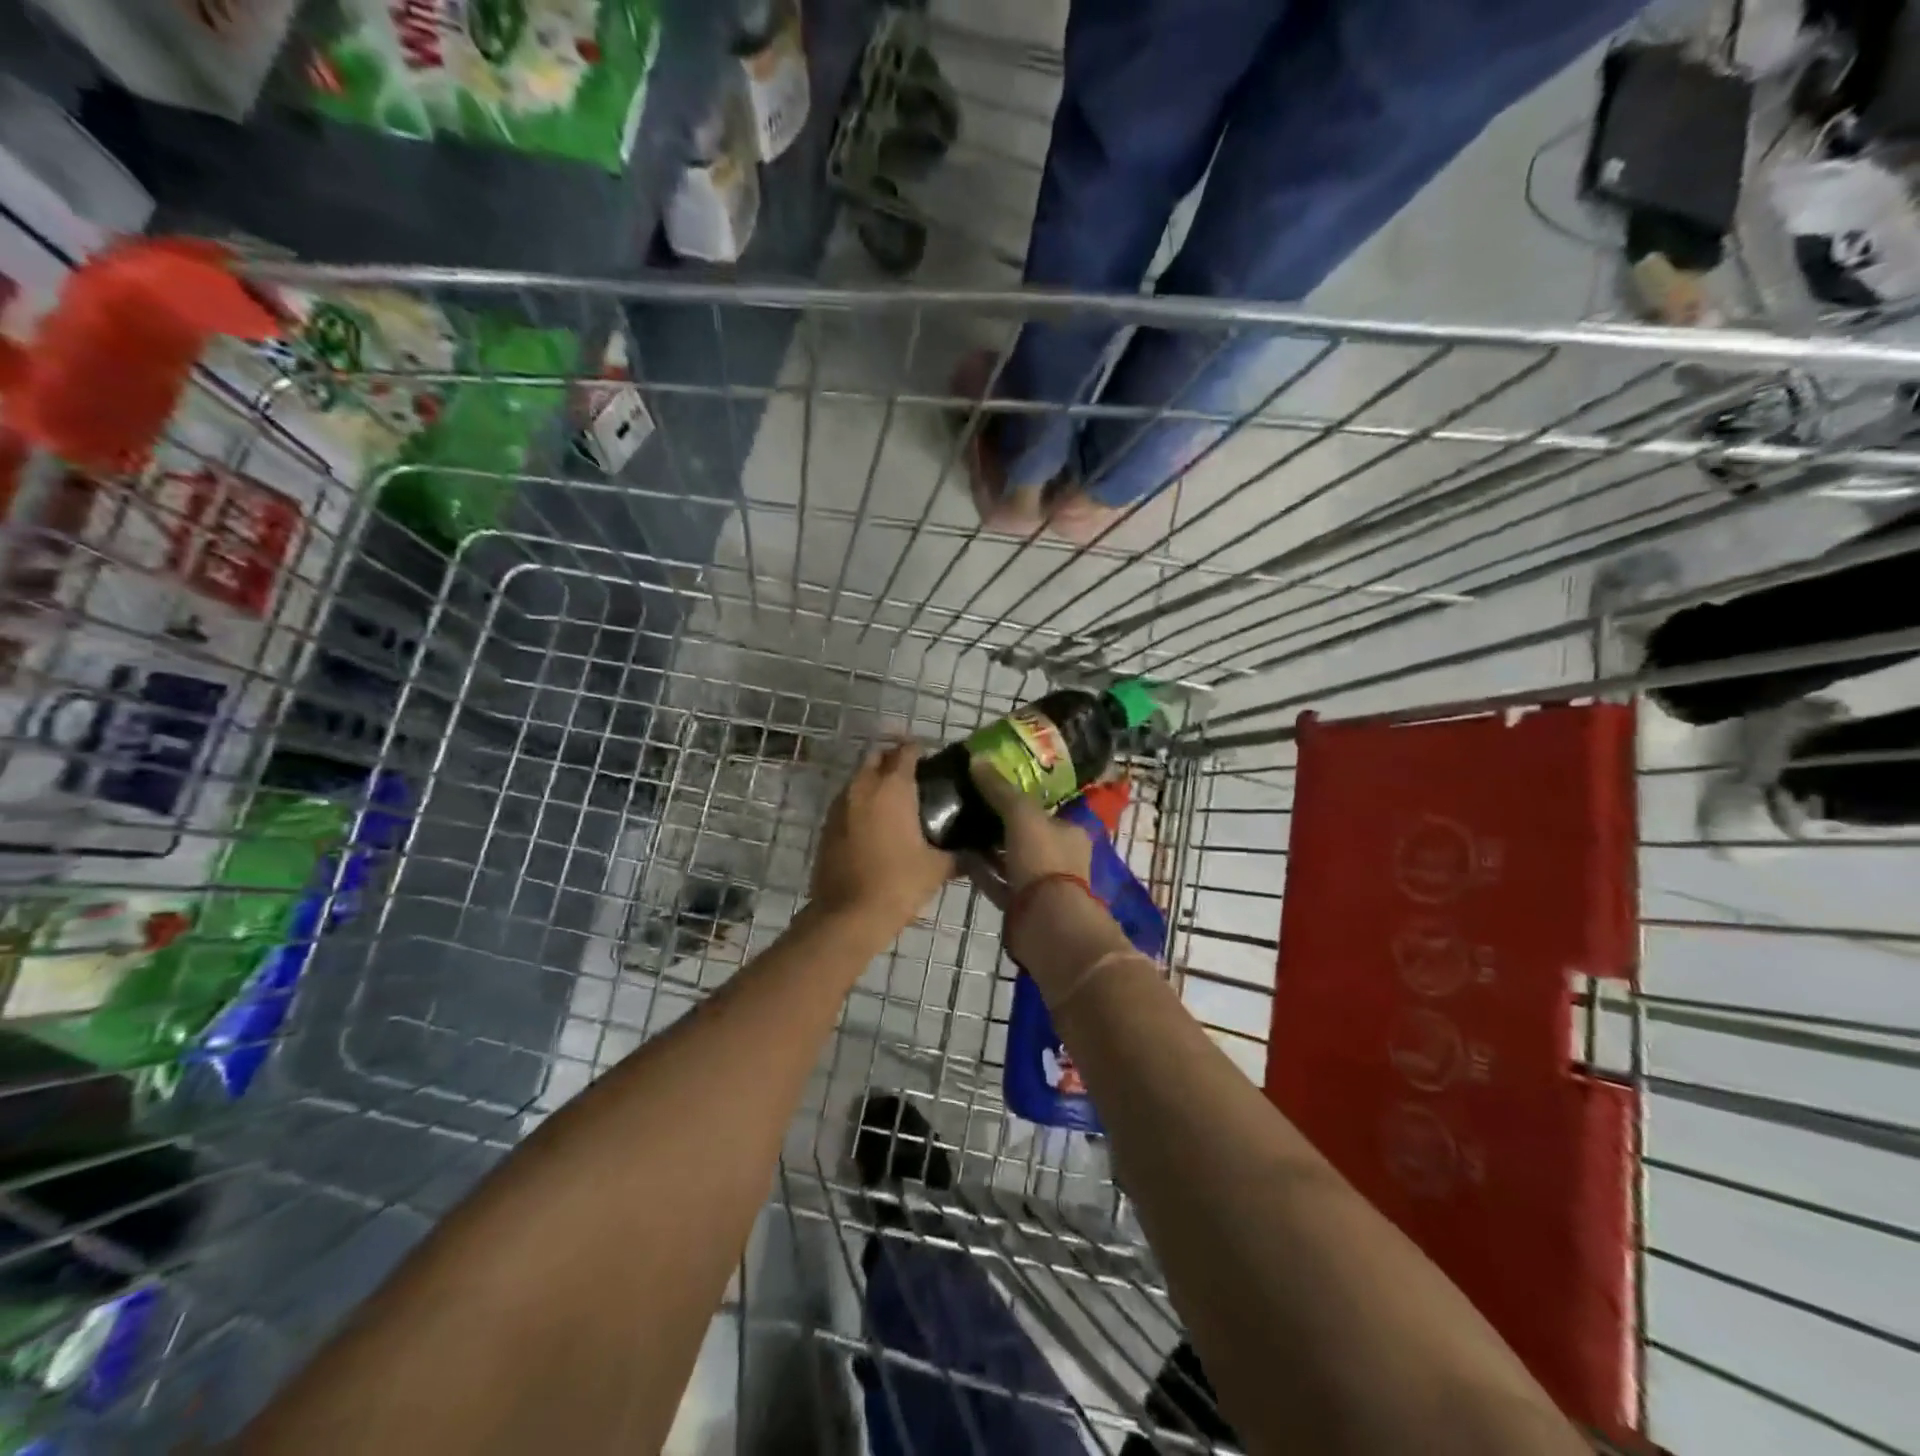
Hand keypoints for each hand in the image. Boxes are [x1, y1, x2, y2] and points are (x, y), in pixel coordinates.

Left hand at [810, 742, 953, 935]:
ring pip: (858, 778)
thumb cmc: (898, 884)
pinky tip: (875, 823)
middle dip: (893, 760)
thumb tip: (977, 852)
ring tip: (895, 801)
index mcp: (892, 788)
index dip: (919, 751)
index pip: (906, 752)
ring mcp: (840, 805)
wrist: (848, 915)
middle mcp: (863, 787)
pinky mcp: (826, 825)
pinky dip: (860, 802)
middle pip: (877, 757)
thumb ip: (959, 854)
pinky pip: (847, 801)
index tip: (932, 760)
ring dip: (874, 780)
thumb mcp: (937, 868)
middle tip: (914, 777)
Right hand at [962, 756, 1092, 909]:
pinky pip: (997, 880)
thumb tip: (977, 759)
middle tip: (971, 803)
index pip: (1046, 807)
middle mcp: (1059, 856)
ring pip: (1011, 858)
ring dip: (989, 846)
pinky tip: (958, 854)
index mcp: (1070, 831)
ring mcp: (1041, 884)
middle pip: (1027, 833)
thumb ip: (1000, 789)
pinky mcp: (1021, 906)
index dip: (1021, 796)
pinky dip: (981, 869)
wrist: (1046, 923)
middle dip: (1001, 821)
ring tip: (959, 825)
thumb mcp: (1021, 815)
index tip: (994, 784)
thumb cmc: (1043, 860)